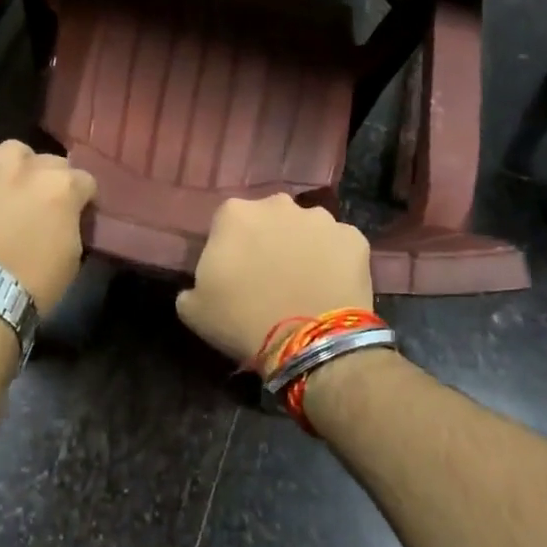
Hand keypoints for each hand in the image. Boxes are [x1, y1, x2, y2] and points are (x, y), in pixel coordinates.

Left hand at [0, 136, 96, 311]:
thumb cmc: (33, 284)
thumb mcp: (72, 255)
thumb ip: (72, 222)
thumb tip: (66, 214)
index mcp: (62, 187)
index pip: (84, 181)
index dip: (81, 199)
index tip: (76, 214)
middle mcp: (27, 169)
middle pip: (50, 161)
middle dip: (51, 181)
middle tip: (42, 206)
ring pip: (11, 149)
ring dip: (17, 164)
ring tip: (12, 184)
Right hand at [176, 194, 373, 363]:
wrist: (310, 342)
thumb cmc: (243, 321)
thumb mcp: (194, 309)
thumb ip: (193, 285)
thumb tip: (200, 284)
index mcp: (234, 213)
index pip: (226, 223)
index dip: (231, 247)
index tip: (234, 273)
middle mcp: (277, 204)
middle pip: (269, 218)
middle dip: (268, 240)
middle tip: (270, 276)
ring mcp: (320, 218)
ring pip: (306, 229)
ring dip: (302, 247)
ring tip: (304, 282)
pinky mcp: (353, 237)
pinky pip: (339, 245)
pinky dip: (335, 260)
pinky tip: (331, 286)